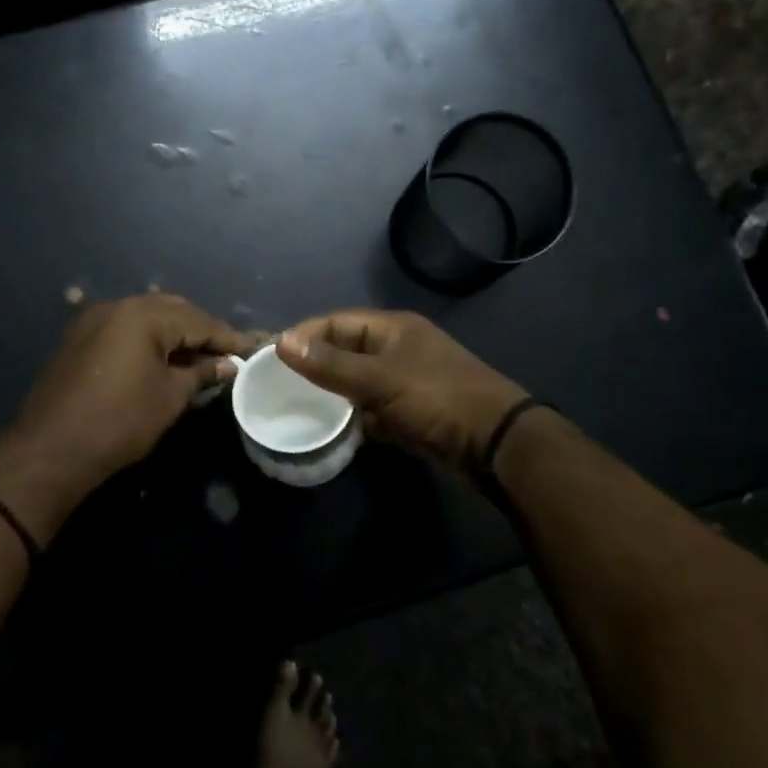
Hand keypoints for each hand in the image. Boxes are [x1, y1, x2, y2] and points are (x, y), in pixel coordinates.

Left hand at [6, 294, 249, 495]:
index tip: (252, 349)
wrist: (50, 449)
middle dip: (201, 329)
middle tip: (227, 353)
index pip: (197, 319)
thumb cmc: (119, 422)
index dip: (226, 336)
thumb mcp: (169, 397)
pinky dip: (149, 339)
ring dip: (175, 333)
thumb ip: (201, 373)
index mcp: (143, 315)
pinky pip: (125, 328)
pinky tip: (164, 358)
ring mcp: (94, 320)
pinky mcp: (81, 338)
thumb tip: (228, 364)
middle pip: (172, 310)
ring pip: (147, 317)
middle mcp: (117, 306)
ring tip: (200, 357)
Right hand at [278, 309, 526, 470]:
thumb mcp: (379, 379)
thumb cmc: (437, 398)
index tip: (271, 355)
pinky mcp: (410, 414)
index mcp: (393, 329)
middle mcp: (398, 350)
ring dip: (333, 395)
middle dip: (315, 366)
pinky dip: (354, 419)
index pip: (337, 322)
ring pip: (357, 383)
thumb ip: (330, 364)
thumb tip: (281, 341)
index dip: (304, 335)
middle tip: (278, 385)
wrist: (496, 445)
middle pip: (345, 352)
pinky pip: (372, 410)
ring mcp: (405, 383)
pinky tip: (332, 431)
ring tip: (296, 408)